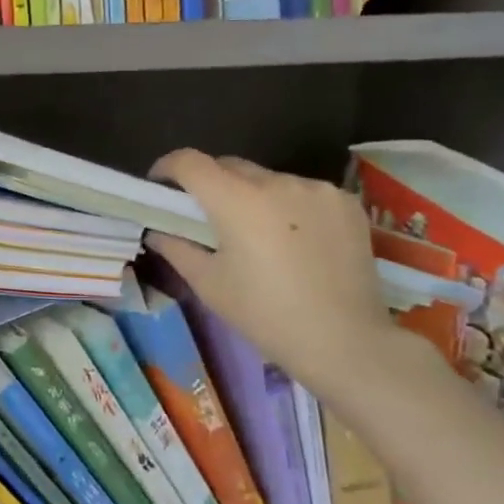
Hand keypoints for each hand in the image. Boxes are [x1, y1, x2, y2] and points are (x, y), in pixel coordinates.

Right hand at [148, 149, 396, 394]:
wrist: (345, 341)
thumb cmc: (264, 314)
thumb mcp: (207, 283)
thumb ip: (175, 247)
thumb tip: (157, 230)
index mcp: (236, 200)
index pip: (189, 162)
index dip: (167, 167)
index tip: (159, 185)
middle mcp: (277, 182)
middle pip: (229, 166)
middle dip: (209, 183)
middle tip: (204, 216)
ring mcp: (317, 189)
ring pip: (267, 178)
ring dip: (251, 194)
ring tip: (254, 231)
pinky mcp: (346, 202)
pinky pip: (303, 191)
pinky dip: (288, 205)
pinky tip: (293, 238)